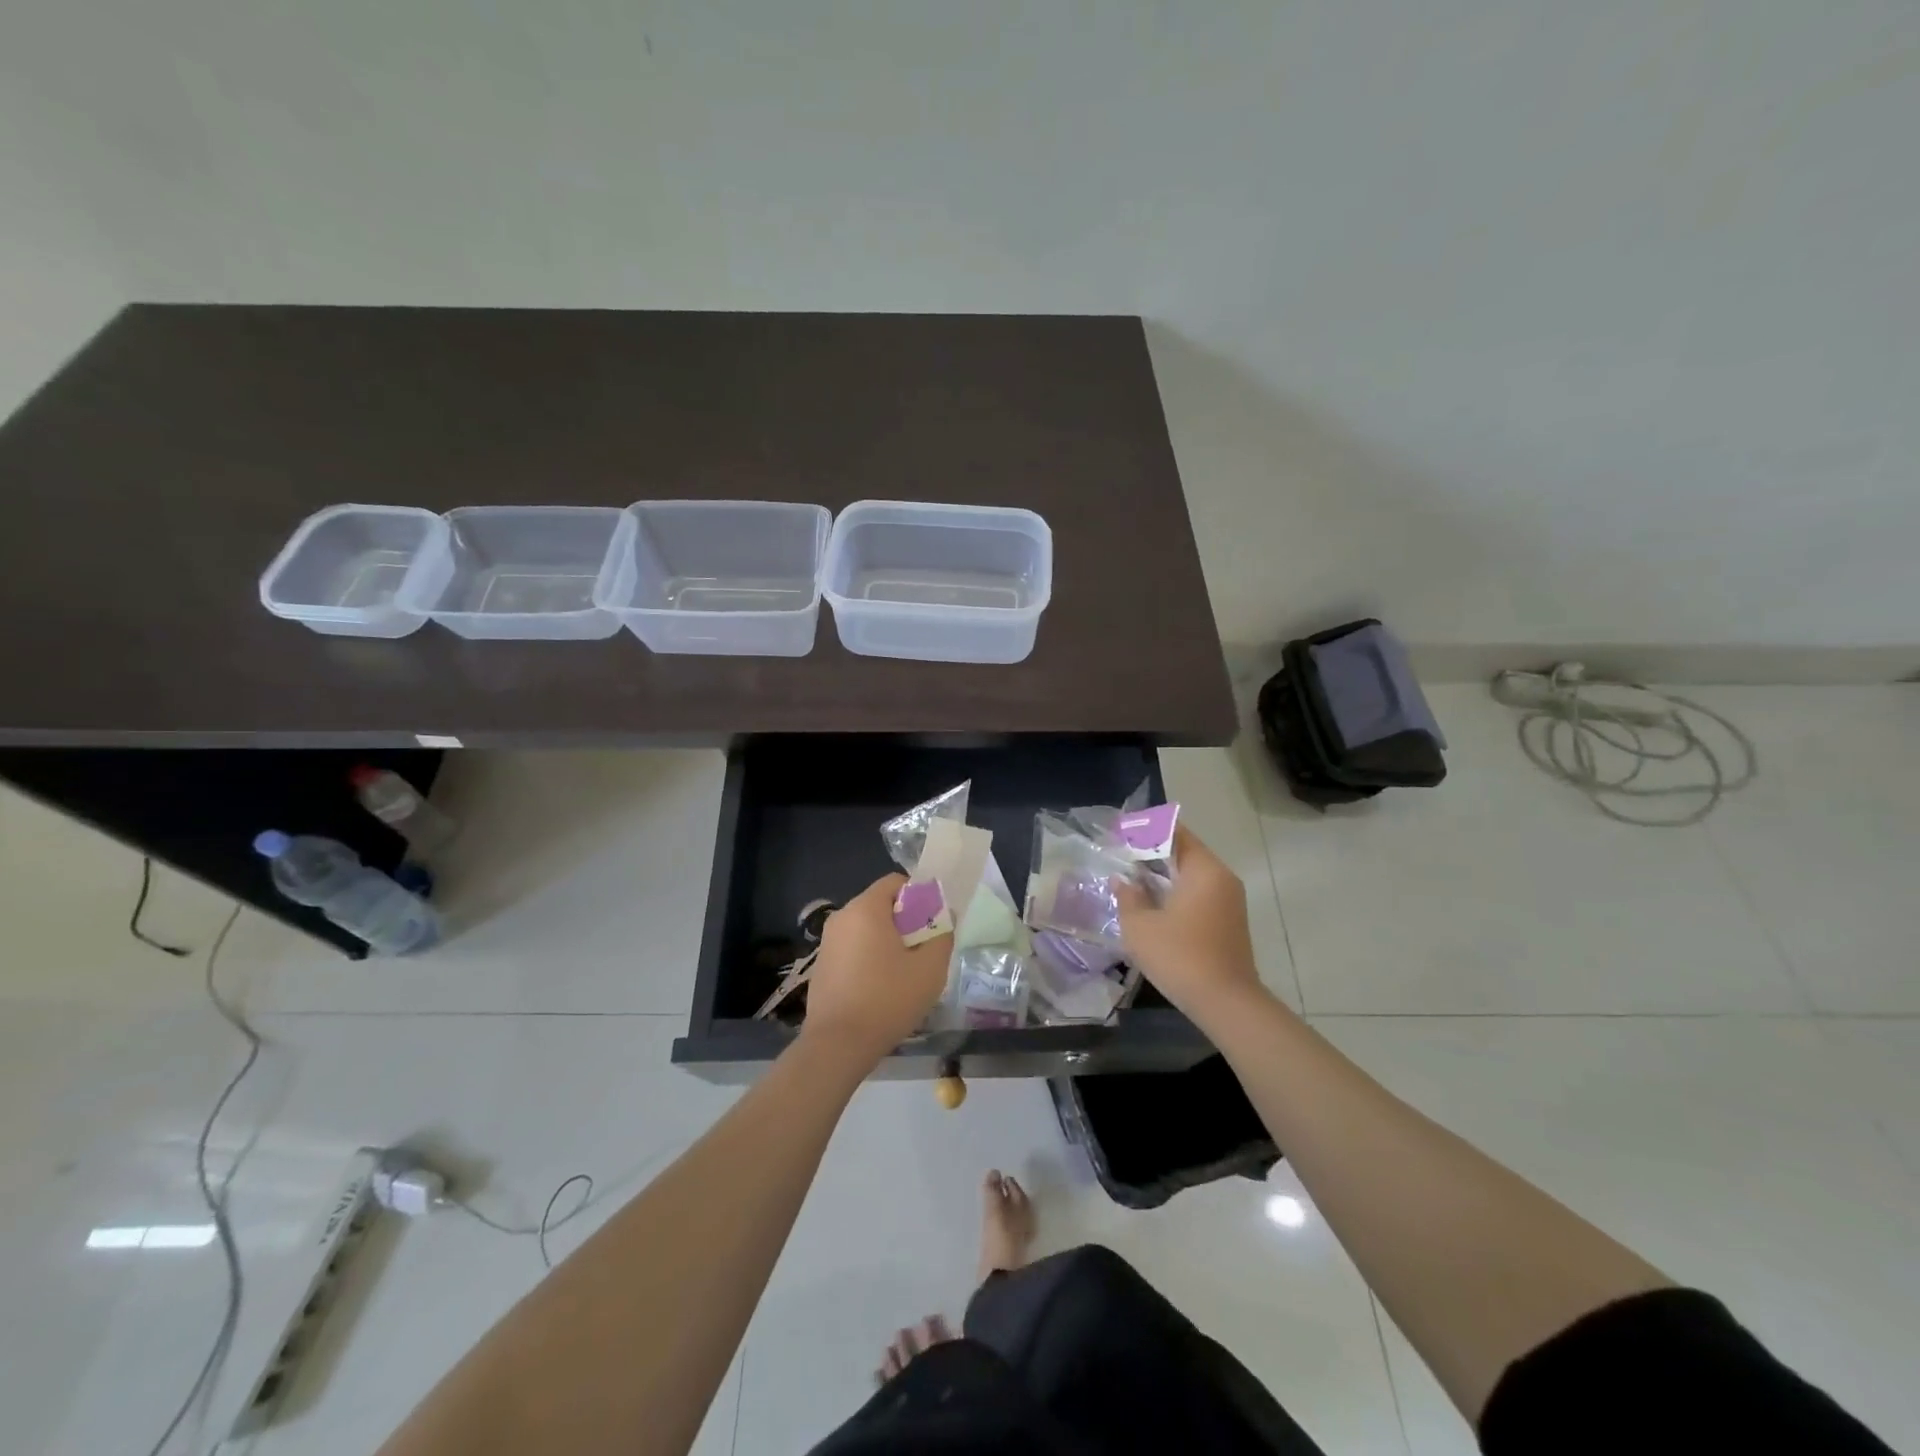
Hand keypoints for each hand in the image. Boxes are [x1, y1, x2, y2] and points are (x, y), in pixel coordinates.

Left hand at [803, 873, 951, 1069]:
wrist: (838, 1045)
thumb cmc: (888, 999)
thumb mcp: (930, 967)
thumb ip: (942, 934)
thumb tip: (943, 916)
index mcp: (865, 908)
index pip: (896, 882)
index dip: (920, 896)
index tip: (933, 924)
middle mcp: (842, 917)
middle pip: (881, 905)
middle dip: (906, 921)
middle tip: (924, 950)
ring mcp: (827, 942)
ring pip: (866, 928)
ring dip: (888, 941)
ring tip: (905, 972)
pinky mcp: (821, 966)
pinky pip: (853, 948)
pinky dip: (869, 957)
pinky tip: (881, 988)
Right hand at [1114, 826, 1262, 1022]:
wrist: (1226, 1003)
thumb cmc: (1180, 956)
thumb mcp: (1140, 926)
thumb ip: (1128, 896)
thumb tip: (1123, 880)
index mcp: (1204, 869)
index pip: (1175, 833)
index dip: (1146, 829)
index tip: (1122, 831)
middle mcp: (1222, 878)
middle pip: (1184, 852)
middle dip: (1152, 853)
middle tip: (1121, 857)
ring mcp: (1230, 901)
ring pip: (1192, 875)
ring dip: (1164, 875)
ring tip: (1132, 881)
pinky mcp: (1229, 922)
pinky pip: (1199, 894)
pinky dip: (1177, 893)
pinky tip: (1153, 906)